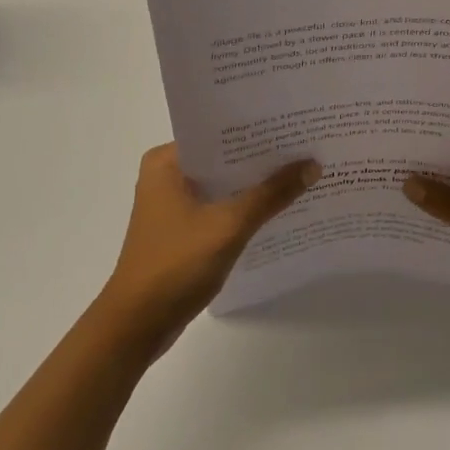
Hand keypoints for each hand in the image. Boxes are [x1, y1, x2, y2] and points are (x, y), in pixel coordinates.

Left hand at [99, 144, 318, 347]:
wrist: (137, 326)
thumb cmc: (175, 265)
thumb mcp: (229, 225)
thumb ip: (271, 194)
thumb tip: (312, 165)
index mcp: (166, 161)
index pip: (218, 132)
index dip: (257, 130)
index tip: (294, 123)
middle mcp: (167, 176)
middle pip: (224, 159)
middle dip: (262, 158)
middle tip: (308, 146)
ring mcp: (173, 206)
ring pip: (224, 185)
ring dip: (256, 185)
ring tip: (303, 172)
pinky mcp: (182, 231)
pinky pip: (220, 208)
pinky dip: (245, 208)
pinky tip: (280, 208)